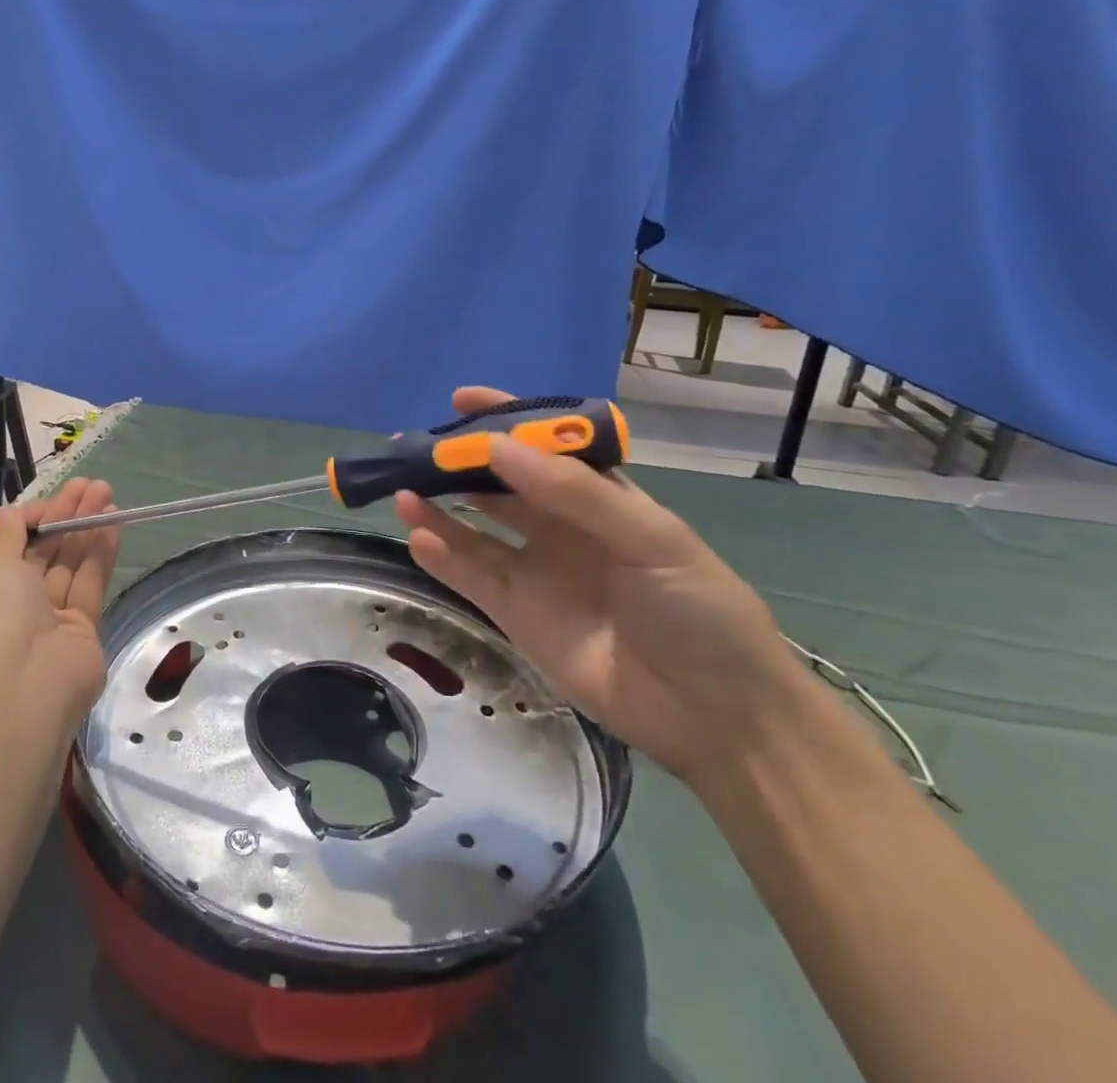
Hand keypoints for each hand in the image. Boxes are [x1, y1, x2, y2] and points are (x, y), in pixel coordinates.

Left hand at [0, 479, 122, 715]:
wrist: (20, 687)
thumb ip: (7, 534)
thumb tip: (14, 512)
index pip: (7, 550)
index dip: (32, 520)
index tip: (54, 497)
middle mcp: (8, 612)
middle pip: (41, 554)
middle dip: (65, 517)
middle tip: (91, 485)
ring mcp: (47, 624)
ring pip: (69, 566)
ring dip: (86, 528)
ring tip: (108, 493)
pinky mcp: (81, 633)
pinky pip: (90, 584)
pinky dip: (100, 552)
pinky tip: (113, 522)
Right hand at [395, 388, 807, 789]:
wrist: (715, 715)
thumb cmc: (696, 609)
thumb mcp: (649, 537)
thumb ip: (573, 491)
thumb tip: (497, 446)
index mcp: (601, 497)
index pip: (545, 446)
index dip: (506, 420)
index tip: (462, 400)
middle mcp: (561, 526)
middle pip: (499, 484)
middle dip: (458, 463)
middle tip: (413, 448)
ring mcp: (536, 570)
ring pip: (474, 529)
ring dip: (437, 508)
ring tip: (402, 489)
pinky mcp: (517, 614)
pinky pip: (470, 576)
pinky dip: (441, 556)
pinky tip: (418, 536)